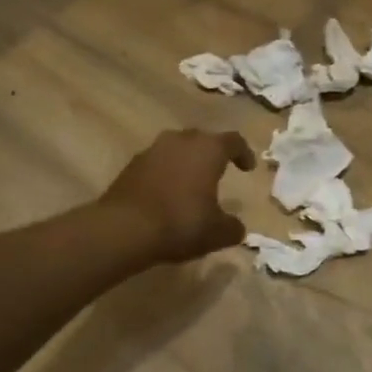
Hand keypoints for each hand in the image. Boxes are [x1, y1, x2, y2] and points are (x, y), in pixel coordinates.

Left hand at [100, 129, 257, 262]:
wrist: (123, 228)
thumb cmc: (180, 222)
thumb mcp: (217, 233)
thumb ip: (232, 227)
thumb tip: (236, 227)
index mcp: (208, 149)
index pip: (233, 141)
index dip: (243, 153)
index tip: (248, 168)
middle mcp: (181, 141)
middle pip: (203, 139)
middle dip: (212, 153)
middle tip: (218, 170)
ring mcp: (153, 150)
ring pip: (177, 148)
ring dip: (186, 162)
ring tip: (191, 182)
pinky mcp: (131, 165)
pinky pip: (157, 163)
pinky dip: (165, 173)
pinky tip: (166, 194)